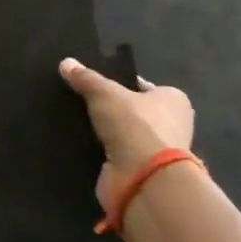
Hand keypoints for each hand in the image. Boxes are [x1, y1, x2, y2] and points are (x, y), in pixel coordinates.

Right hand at [58, 57, 194, 218]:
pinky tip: (80, 145)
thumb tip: (66, 63)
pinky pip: (117, 155)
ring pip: (124, 134)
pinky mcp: (143, 172)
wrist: (144, 178)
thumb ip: (85, 78)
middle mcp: (171, 124)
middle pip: (133, 111)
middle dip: (109, 110)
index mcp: (174, 99)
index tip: (92, 85)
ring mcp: (158, 151)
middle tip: (78, 103)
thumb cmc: (135, 125)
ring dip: (105, 133)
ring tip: (74, 123)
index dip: (117, 84)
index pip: (141, 86)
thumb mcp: (104, 93)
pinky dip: (102, 152)